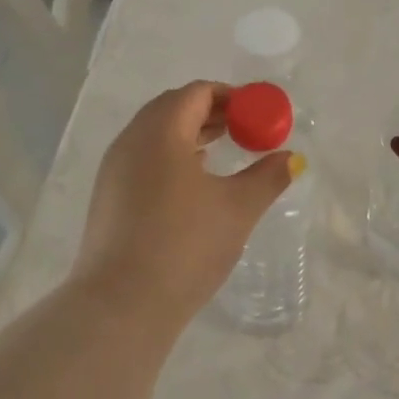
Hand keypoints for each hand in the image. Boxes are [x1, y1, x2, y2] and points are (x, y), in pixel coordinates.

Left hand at [74, 82, 298, 330]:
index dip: (231, 97)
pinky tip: (190, 185)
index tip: (257, 114)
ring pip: (154, 135)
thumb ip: (268, 176)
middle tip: (243, 130)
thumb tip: (291, 157)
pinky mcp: (107, 197)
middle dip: (210, 113)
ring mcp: (113, 169)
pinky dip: (169, 158)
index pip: (197, 93)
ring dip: (189, 135)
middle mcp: (131, 140)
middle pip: (172, 108)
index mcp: (160, 131)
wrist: (120, 306)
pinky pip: (142, 159)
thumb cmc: (185, 245)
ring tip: (220, 153)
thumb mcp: (237, 209)